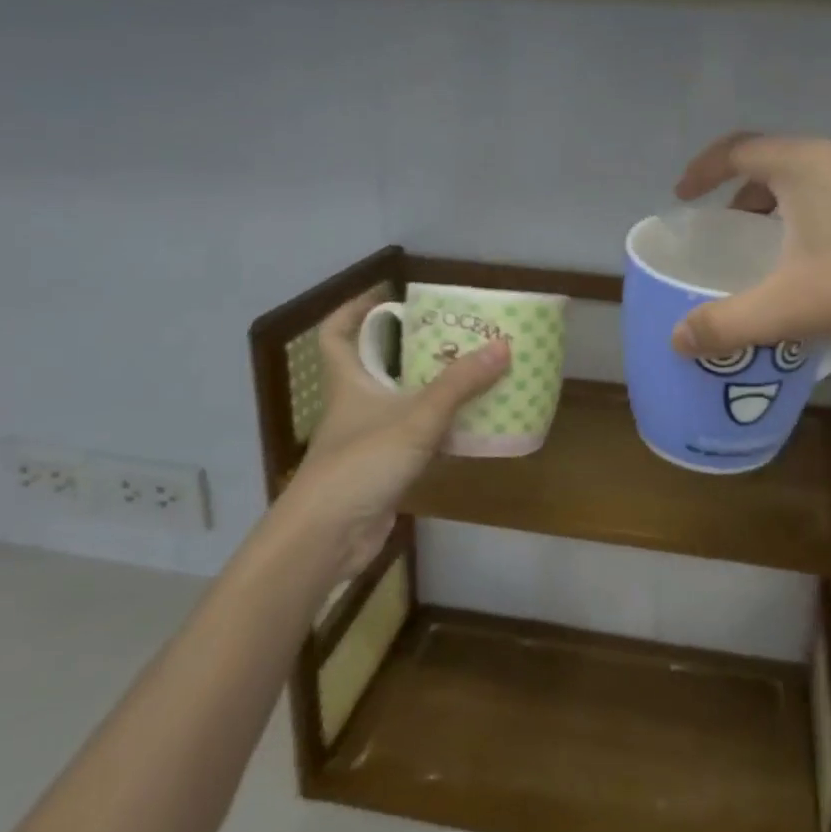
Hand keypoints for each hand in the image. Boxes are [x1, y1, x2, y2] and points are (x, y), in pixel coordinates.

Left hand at [271, 287, 508, 580]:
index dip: (355, 308)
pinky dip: (437, 430)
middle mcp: (354, 404)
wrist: (327, 536)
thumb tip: (502, 346)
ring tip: (472, 374)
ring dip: (429, 389)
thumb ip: (460, 384)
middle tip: (453, 335)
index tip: (389, 295)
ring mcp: (367, 439)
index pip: (336, 333)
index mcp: (349, 381)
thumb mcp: (416, 417)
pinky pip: (413, 438)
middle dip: (410, 348)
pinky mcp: (382, 469)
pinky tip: (469, 428)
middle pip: (376, 364)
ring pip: (398, 402)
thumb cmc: (361, 463)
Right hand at [670, 132, 830, 354]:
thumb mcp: (796, 305)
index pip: (735, 150)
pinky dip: (816, 222)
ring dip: (781, 212)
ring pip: (811, 184)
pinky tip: (828, 267)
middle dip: (740, 199)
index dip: (701, 171)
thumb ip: (731, 323)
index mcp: (803, 165)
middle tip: (726, 237)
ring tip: (773, 256)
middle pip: (772, 166)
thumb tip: (676, 339)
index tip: (682, 198)